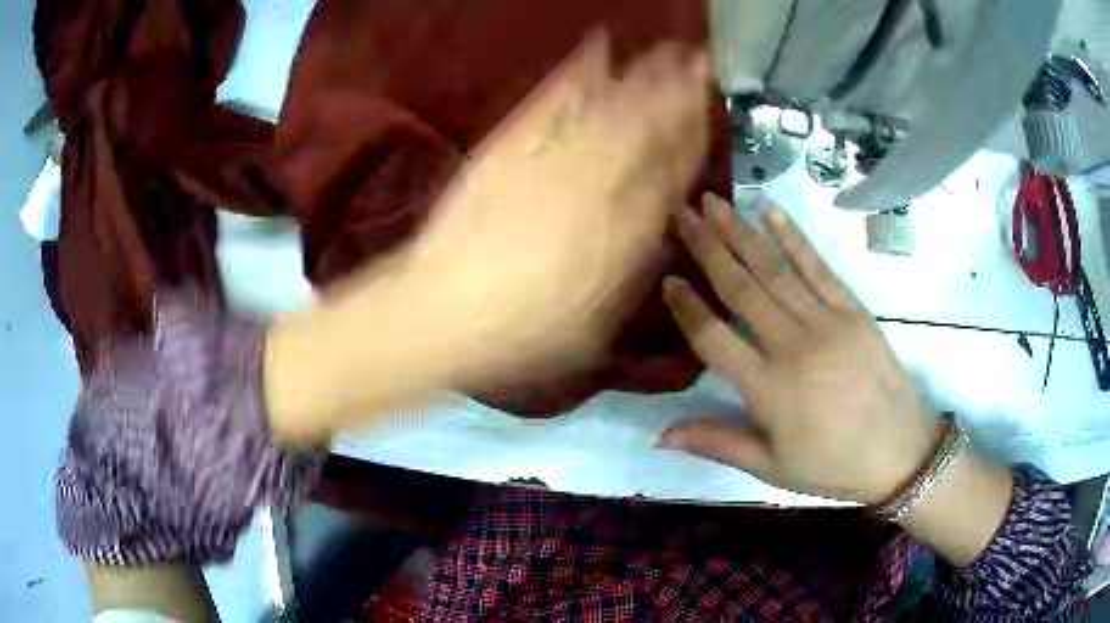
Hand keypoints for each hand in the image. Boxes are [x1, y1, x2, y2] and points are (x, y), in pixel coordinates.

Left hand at [266, 35, 708, 440]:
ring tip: (667, 50)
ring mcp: (548, 161)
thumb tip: (660, 221)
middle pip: (645, 130)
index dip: (691, 137)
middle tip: (700, 63)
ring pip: (607, 110)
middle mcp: (593, 188)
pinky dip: (575, 73)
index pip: (668, 173)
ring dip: (642, 76)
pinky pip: (551, 104)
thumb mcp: (593, 320)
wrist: (438, 312)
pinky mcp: (508, 149)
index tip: (707, 112)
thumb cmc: (520, 331)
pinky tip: (597, 48)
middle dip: (678, 94)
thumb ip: (632, 264)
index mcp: (619, 232)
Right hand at [659, 194, 943, 503]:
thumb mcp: (772, 468)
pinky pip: (818, 266)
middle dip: (708, 249)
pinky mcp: (853, 309)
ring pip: (775, 269)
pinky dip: (793, 236)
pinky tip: (771, 210)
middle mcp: (793, 347)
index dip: (687, 308)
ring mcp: (827, 322)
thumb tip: (660, 435)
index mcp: (769, 391)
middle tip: (681, 214)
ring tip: (713, 203)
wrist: (901, 450)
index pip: (714, 339)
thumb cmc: (833, 465)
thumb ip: (718, 444)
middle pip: (742, 289)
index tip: (666, 278)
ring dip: (741, 232)